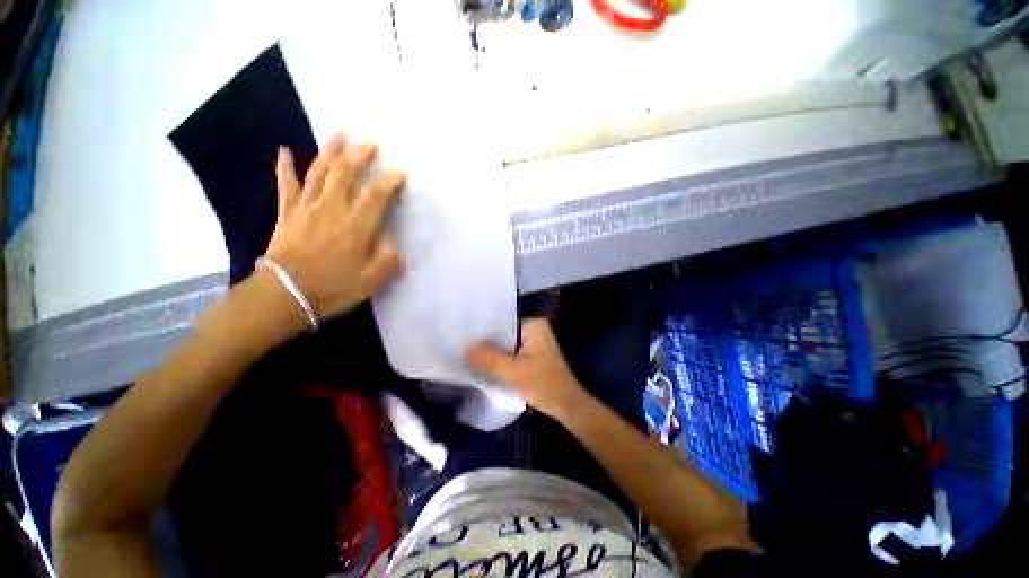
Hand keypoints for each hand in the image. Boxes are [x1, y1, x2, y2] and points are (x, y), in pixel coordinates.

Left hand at [265, 133, 404, 319]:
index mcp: (355, 227)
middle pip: (345, 174)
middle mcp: (331, 210)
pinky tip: (284, 151)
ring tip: (340, 135)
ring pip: (318, 172)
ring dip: (330, 152)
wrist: (283, 296)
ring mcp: (306, 209)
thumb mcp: (370, 282)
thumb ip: (387, 261)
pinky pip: (286, 186)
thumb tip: (393, 244)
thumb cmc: (331, 289)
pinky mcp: (287, 214)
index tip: (399, 172)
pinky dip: (285, 167)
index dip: (388, 181)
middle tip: (371, 142)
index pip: (375, 196)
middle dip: (360, 155)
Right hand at [465, 319, 589, 420]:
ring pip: (506, 343)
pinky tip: (483, 362)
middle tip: (461, 342)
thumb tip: (464, 347)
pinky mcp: (532, 355)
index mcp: (533, 324)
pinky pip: (511, 352)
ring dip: (492, 350)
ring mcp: (534, 342)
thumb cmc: (543, 384)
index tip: (463, 331)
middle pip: (503, 331)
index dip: (483, 327)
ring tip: (466, 351)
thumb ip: (488, 359)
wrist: (567, 406)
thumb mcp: (513, 372)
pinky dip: (500, 357)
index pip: (502, 319)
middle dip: (486, 340)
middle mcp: (534, 328)